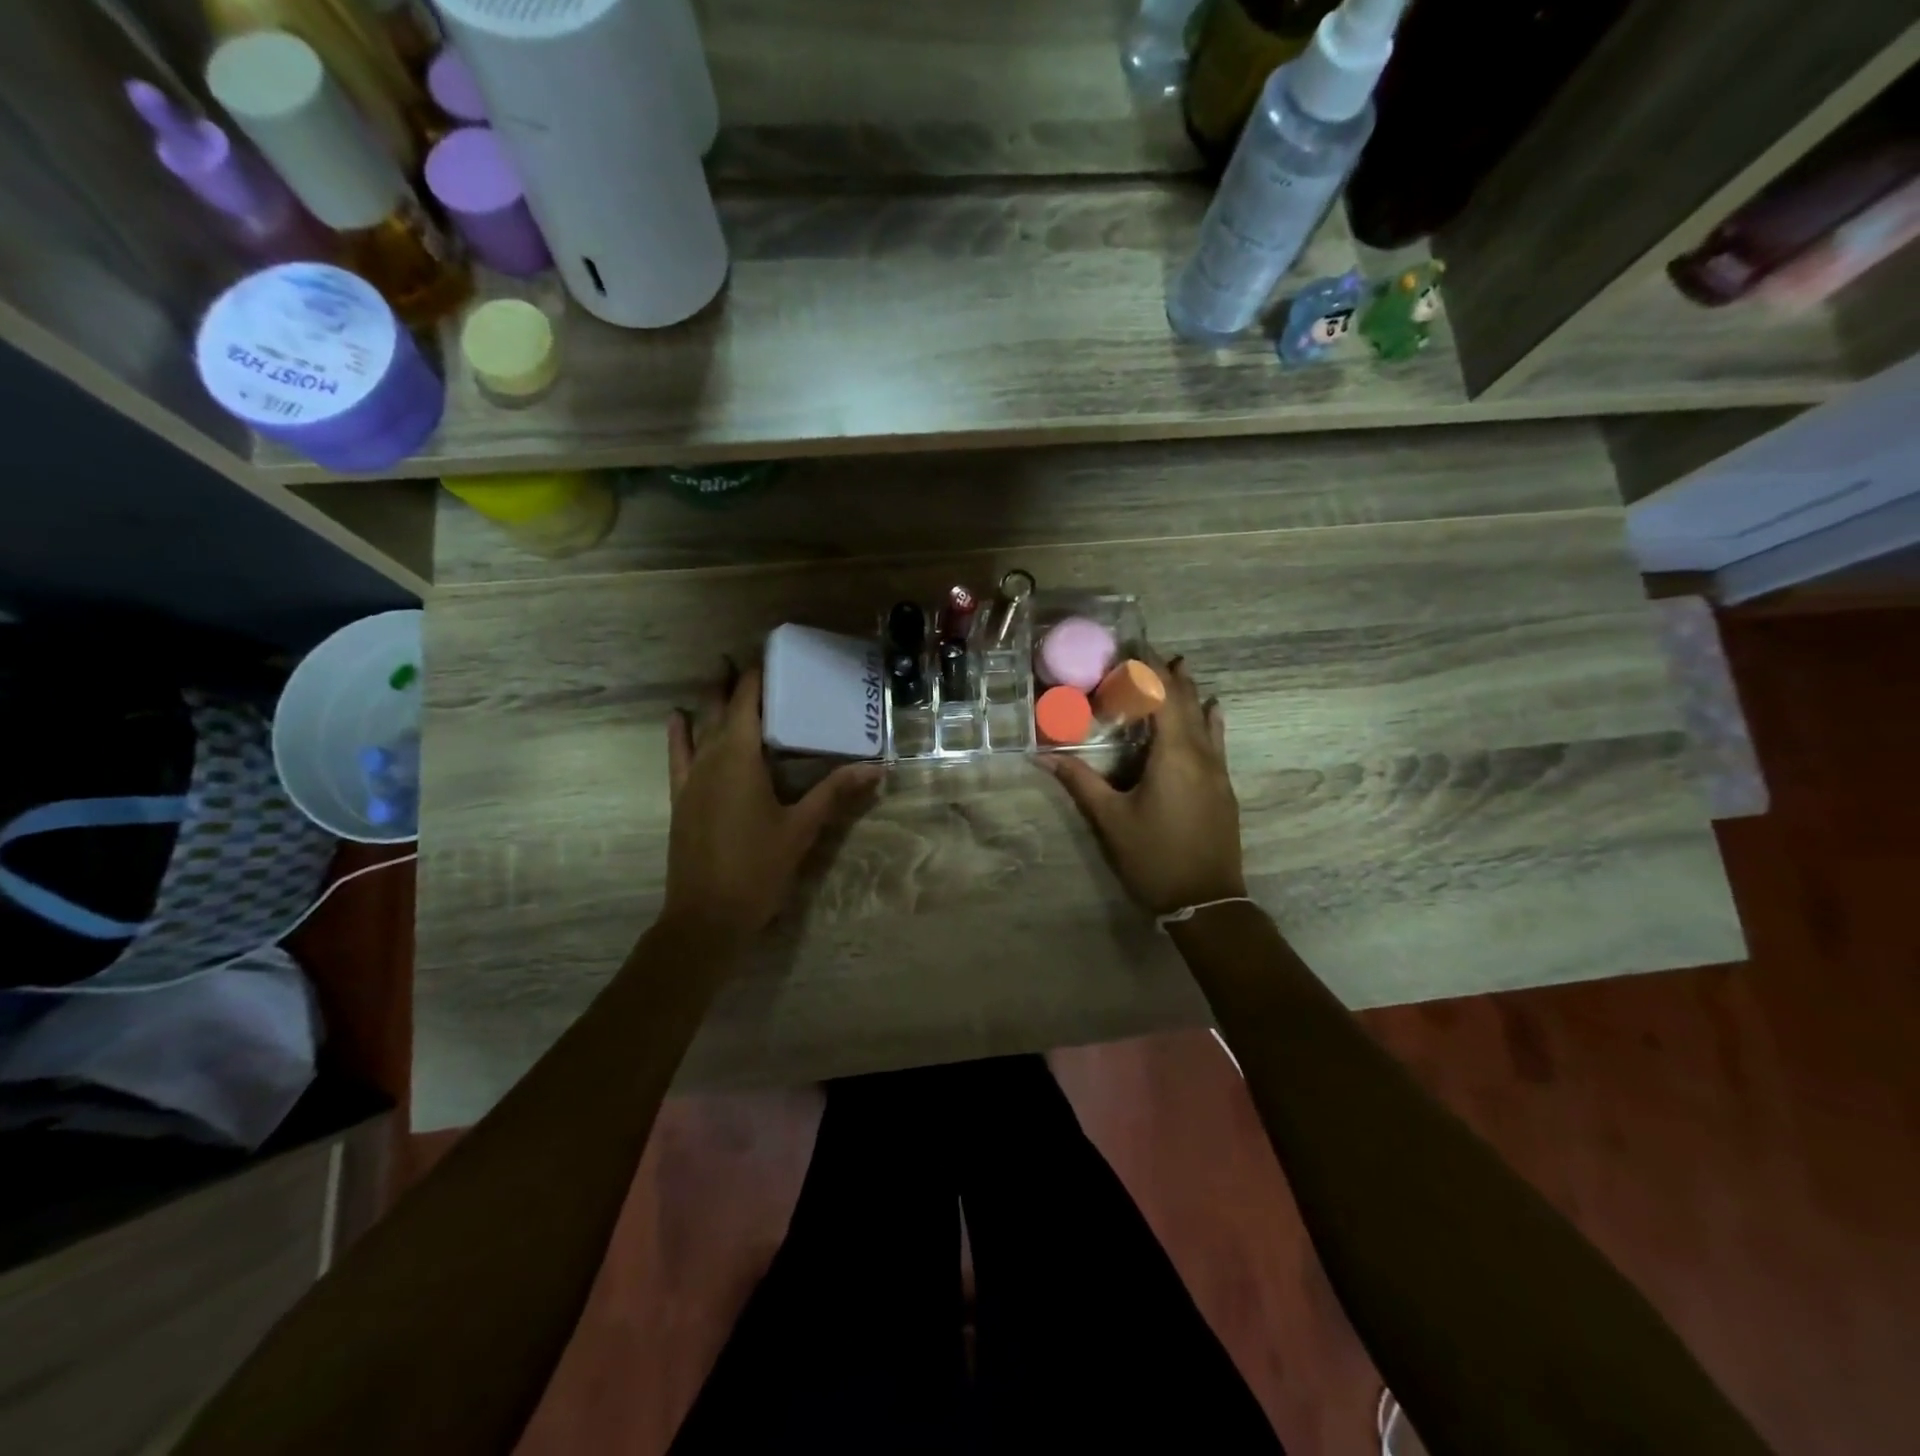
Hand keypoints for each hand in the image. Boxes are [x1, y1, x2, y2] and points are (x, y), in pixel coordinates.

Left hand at [665, 662, 882, 937]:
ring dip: (708, 701)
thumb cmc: (758, 868)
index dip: (756, 676)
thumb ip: (835, 793)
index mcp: (741, 758)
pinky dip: (679, 734)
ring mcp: (691, 779)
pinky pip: (677, 756)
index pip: (747, 702)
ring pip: (698, 728)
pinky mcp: (681, 799)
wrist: (706, 916)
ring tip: (717, 675)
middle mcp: (711, 759)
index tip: (770, 654)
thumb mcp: (802, 828)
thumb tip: (876, 768)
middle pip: (720, 709)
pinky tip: (677, 718)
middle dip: (732, 682)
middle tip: (744, 657)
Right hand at [1039, 656, 1245, 916]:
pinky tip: (1212, 710)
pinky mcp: (1223, 788)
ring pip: (1206, 719)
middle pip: (1188, 702)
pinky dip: (1209, 718)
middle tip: (1148, 653)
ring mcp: (1217, 771)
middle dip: (1169, 674)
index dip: (1149, 668)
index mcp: (1174, 755)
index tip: (1132, 647)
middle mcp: (1201, 754)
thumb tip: (1042, 755)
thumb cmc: (1154, 857)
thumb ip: (1080, 782)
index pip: (1164, 696)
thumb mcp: (1110, 820)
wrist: (1207, 901)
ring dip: (1190, 692)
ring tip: (1179, 667)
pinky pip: (1216, 739)